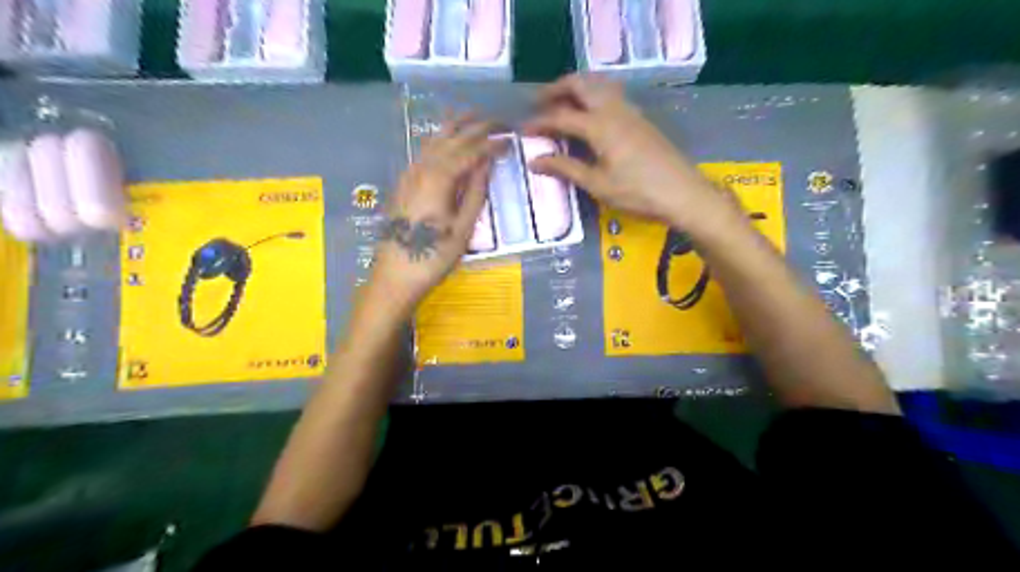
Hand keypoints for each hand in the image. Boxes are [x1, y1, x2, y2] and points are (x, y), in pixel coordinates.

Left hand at [373, 115, 501, 312]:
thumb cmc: (435, 255)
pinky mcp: (403, 183)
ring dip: (455, 127)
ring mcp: (409, 173)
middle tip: (497, 120)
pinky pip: (424, 151)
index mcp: (440, 177)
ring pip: (434, 140)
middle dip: (475, 126)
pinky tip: (446, 141)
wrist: (396, 274)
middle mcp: (422, 167)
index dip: (492, 143)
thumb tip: (487, 163)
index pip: (471, 150)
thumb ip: (475, 192)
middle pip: (451, 138)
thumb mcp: (463, 227)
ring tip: (472, 116)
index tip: (510, 138)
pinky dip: (440, 140)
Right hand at [526, 73, 733, 230]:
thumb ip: (566, 168)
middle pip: (581, 85)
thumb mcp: (598, 185)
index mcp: (600, 126)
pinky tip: (591, 115)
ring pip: (599, 86)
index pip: (561, 117)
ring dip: (577, 88)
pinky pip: (612, 95)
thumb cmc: (638, 193)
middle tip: (539, 102)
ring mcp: (631, 112)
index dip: (540, 122)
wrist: (684, 194)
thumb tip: (535, 161)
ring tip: (562, 103)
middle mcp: (614, 110)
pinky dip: (594, 96)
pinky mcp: (641, 120)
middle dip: (557, 89)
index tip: (522, 130)